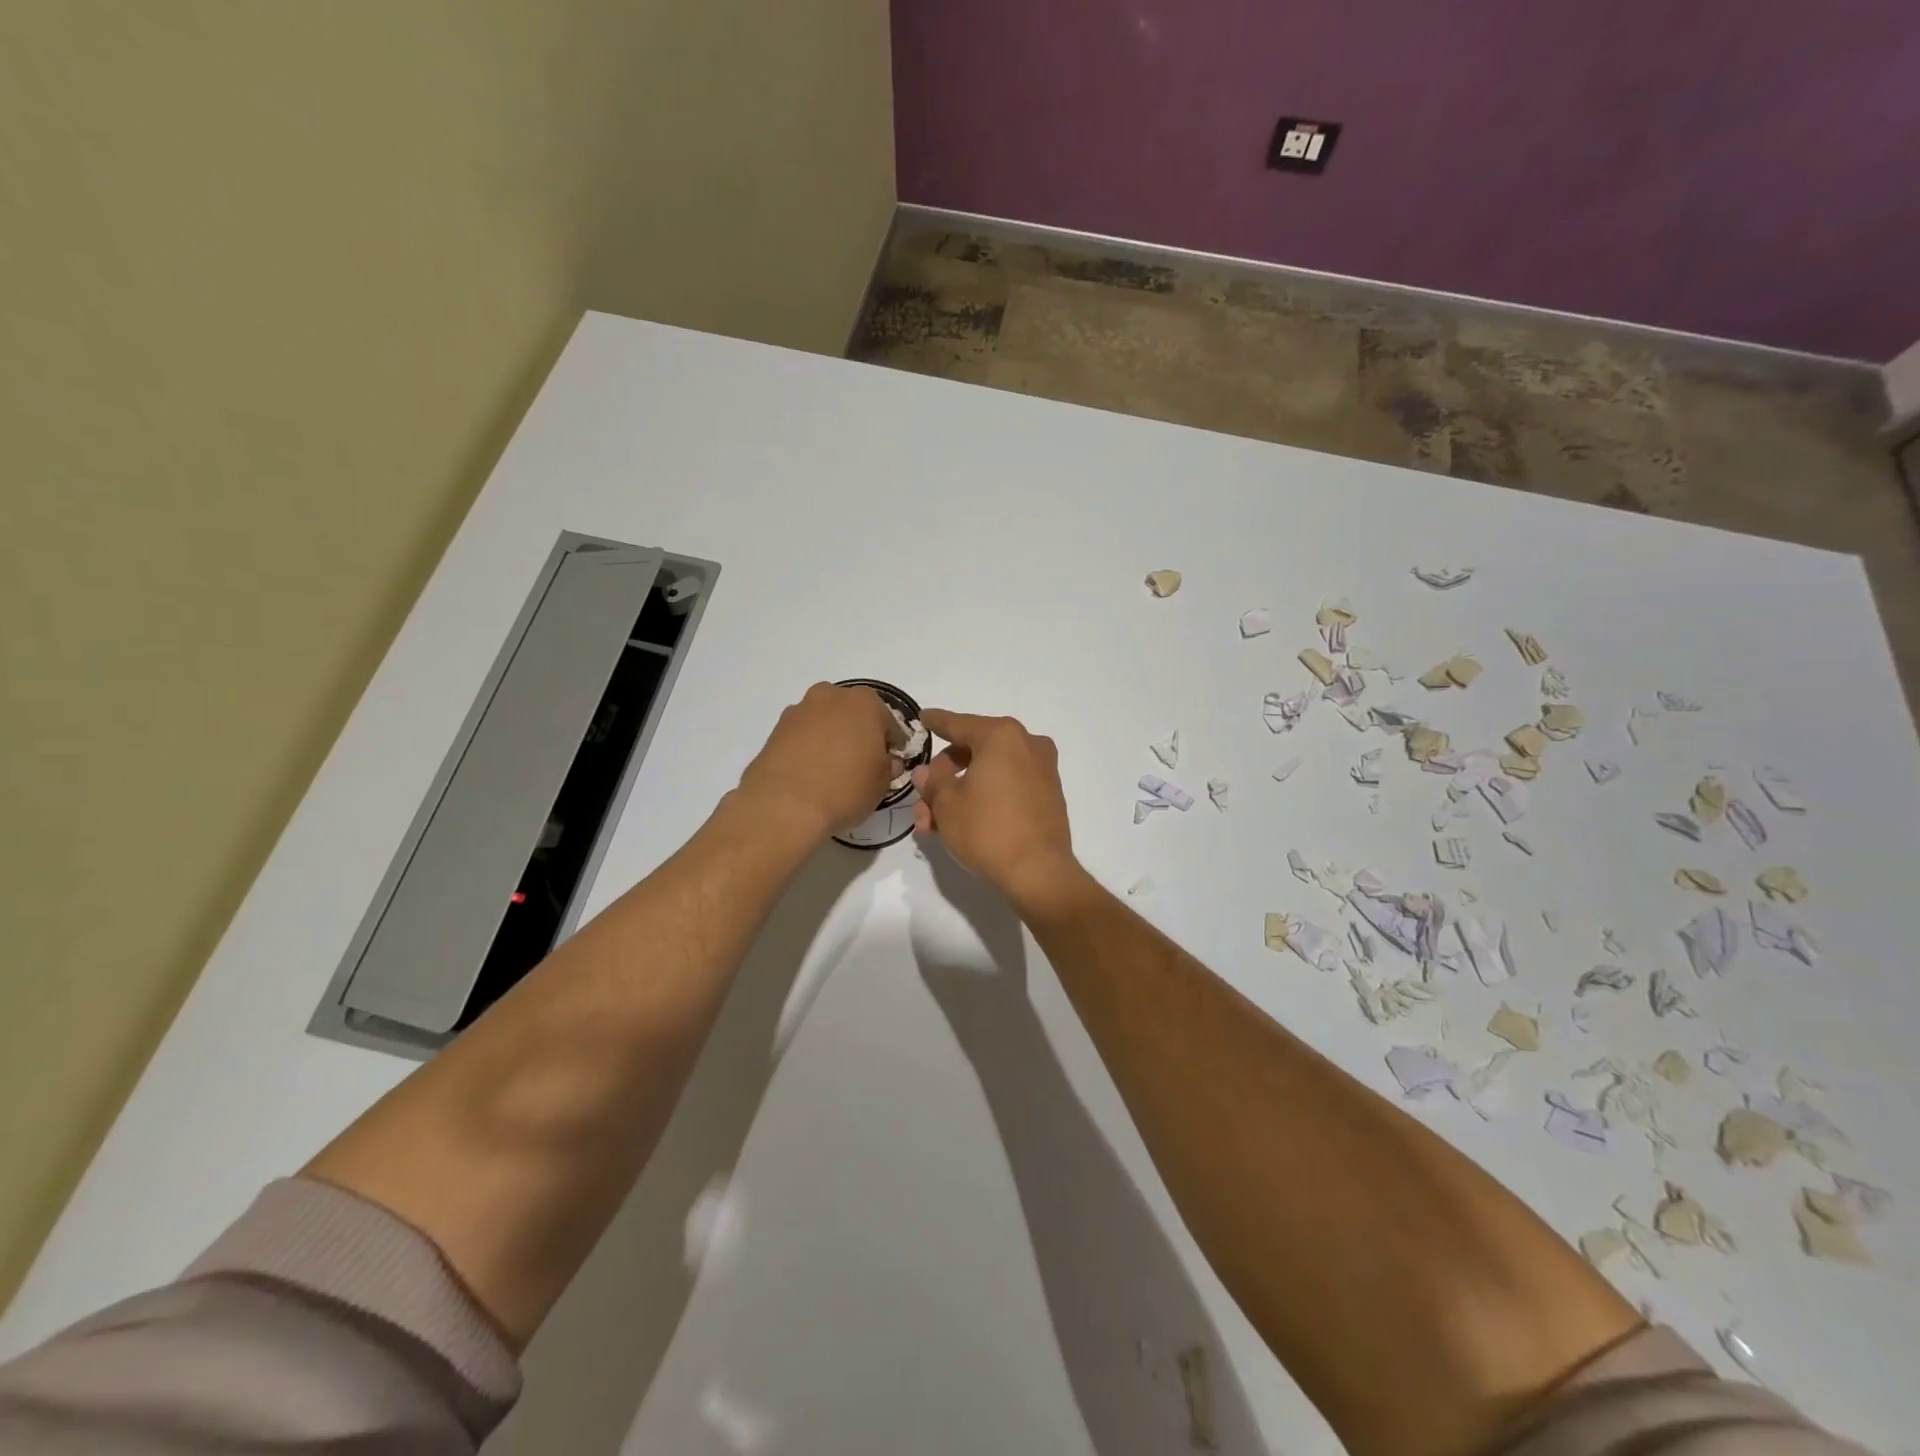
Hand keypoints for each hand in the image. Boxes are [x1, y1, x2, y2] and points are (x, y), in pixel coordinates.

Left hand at [738, 683, 896, 836]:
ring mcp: (799, 711)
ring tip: (833, 770)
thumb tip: (886, 762)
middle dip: (859, 734)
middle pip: (853, 714)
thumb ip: (888, 766)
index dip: (892, 744)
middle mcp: (831, 696)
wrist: (784, 805)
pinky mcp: (775, 730)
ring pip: (825, 722)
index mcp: (864, 702)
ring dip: (832, 738)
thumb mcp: (882, 783)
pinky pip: (802, 736)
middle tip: (862, 763)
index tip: (892, 762)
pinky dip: (809, 748)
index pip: (889, 722)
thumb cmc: (846, 788)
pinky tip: (811, 773)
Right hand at [913, 710, 1084, 910]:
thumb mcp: (947, 804)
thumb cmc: (988, 830)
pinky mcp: (1048, 795)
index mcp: (1001, 736)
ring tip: (934, 826)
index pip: (958, 724)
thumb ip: (933, 782)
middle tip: (923, 802)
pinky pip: (1007, 787)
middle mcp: (1026, 744)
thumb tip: (927, 772)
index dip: (936, 722)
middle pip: (974, 752)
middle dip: (944, 777)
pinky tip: (962, 824)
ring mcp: (1042, 770)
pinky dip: (984, 798)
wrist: (1039, 872)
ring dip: (960, 794)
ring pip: (989, 774)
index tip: (923, 717)